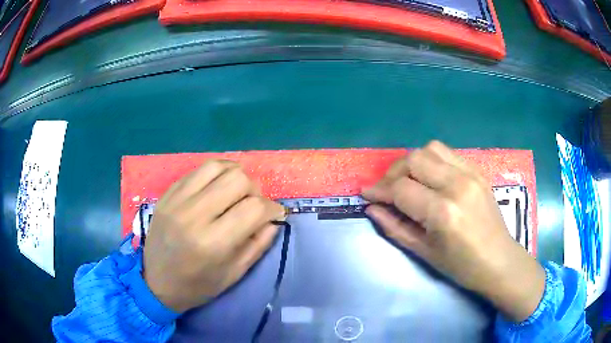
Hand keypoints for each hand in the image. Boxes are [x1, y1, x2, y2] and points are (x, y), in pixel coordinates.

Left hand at [143, 160, 285, 312]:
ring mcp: (177, 200)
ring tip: (236, 192)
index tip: (275, 214)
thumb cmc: (197, 285)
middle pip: (238, 179)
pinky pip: (198, 170)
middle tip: (254, 204)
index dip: (273, 208)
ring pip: (218, 166)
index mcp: (212, 243)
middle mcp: (193, 215)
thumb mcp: (234, 274)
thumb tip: (274, 219)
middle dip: (255, 190)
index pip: (254, 208)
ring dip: (235, 176)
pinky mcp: (168, 193)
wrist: (155, 282)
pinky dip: (216, 174)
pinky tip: (218, 187)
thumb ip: (258, 245)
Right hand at [362, 141, 544, 321]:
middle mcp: (457, 185)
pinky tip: (430, 178)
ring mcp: (470, 174)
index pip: (401, 189)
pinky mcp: (477, 171)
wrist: (499, 260)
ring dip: (413, 162)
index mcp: (443, 212)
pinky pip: (448, 153)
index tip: (367, 195)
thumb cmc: (461, 265)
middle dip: (393, 173)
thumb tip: (372, 209)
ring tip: (408, 180)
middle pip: (414, 160)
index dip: (379, 191)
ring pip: (430, 149)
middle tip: (387, 189)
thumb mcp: (424, 252)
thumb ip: (395, 227)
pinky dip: (432, 161)